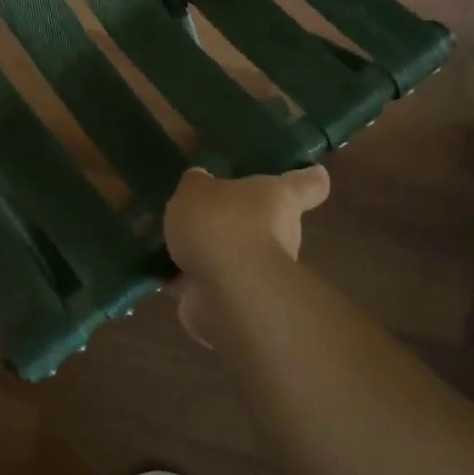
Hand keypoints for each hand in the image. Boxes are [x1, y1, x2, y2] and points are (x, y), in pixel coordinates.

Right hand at [164, 165, 330, 347]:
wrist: (227, 292)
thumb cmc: (221, 225)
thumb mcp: (196, 190)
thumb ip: (197, 184)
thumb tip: (202, 182)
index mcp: (279, 197)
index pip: (309, 184)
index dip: (310, 177)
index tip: (312, 172)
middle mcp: (280, 234)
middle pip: (266, 221)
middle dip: (238, 219)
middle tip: (203, 209)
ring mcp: (260, 273)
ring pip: (234, 256)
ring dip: (210, 252)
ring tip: (170, 240)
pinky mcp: (238, 302)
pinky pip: (210, 284)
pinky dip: (189, 280)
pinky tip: (161, 269)